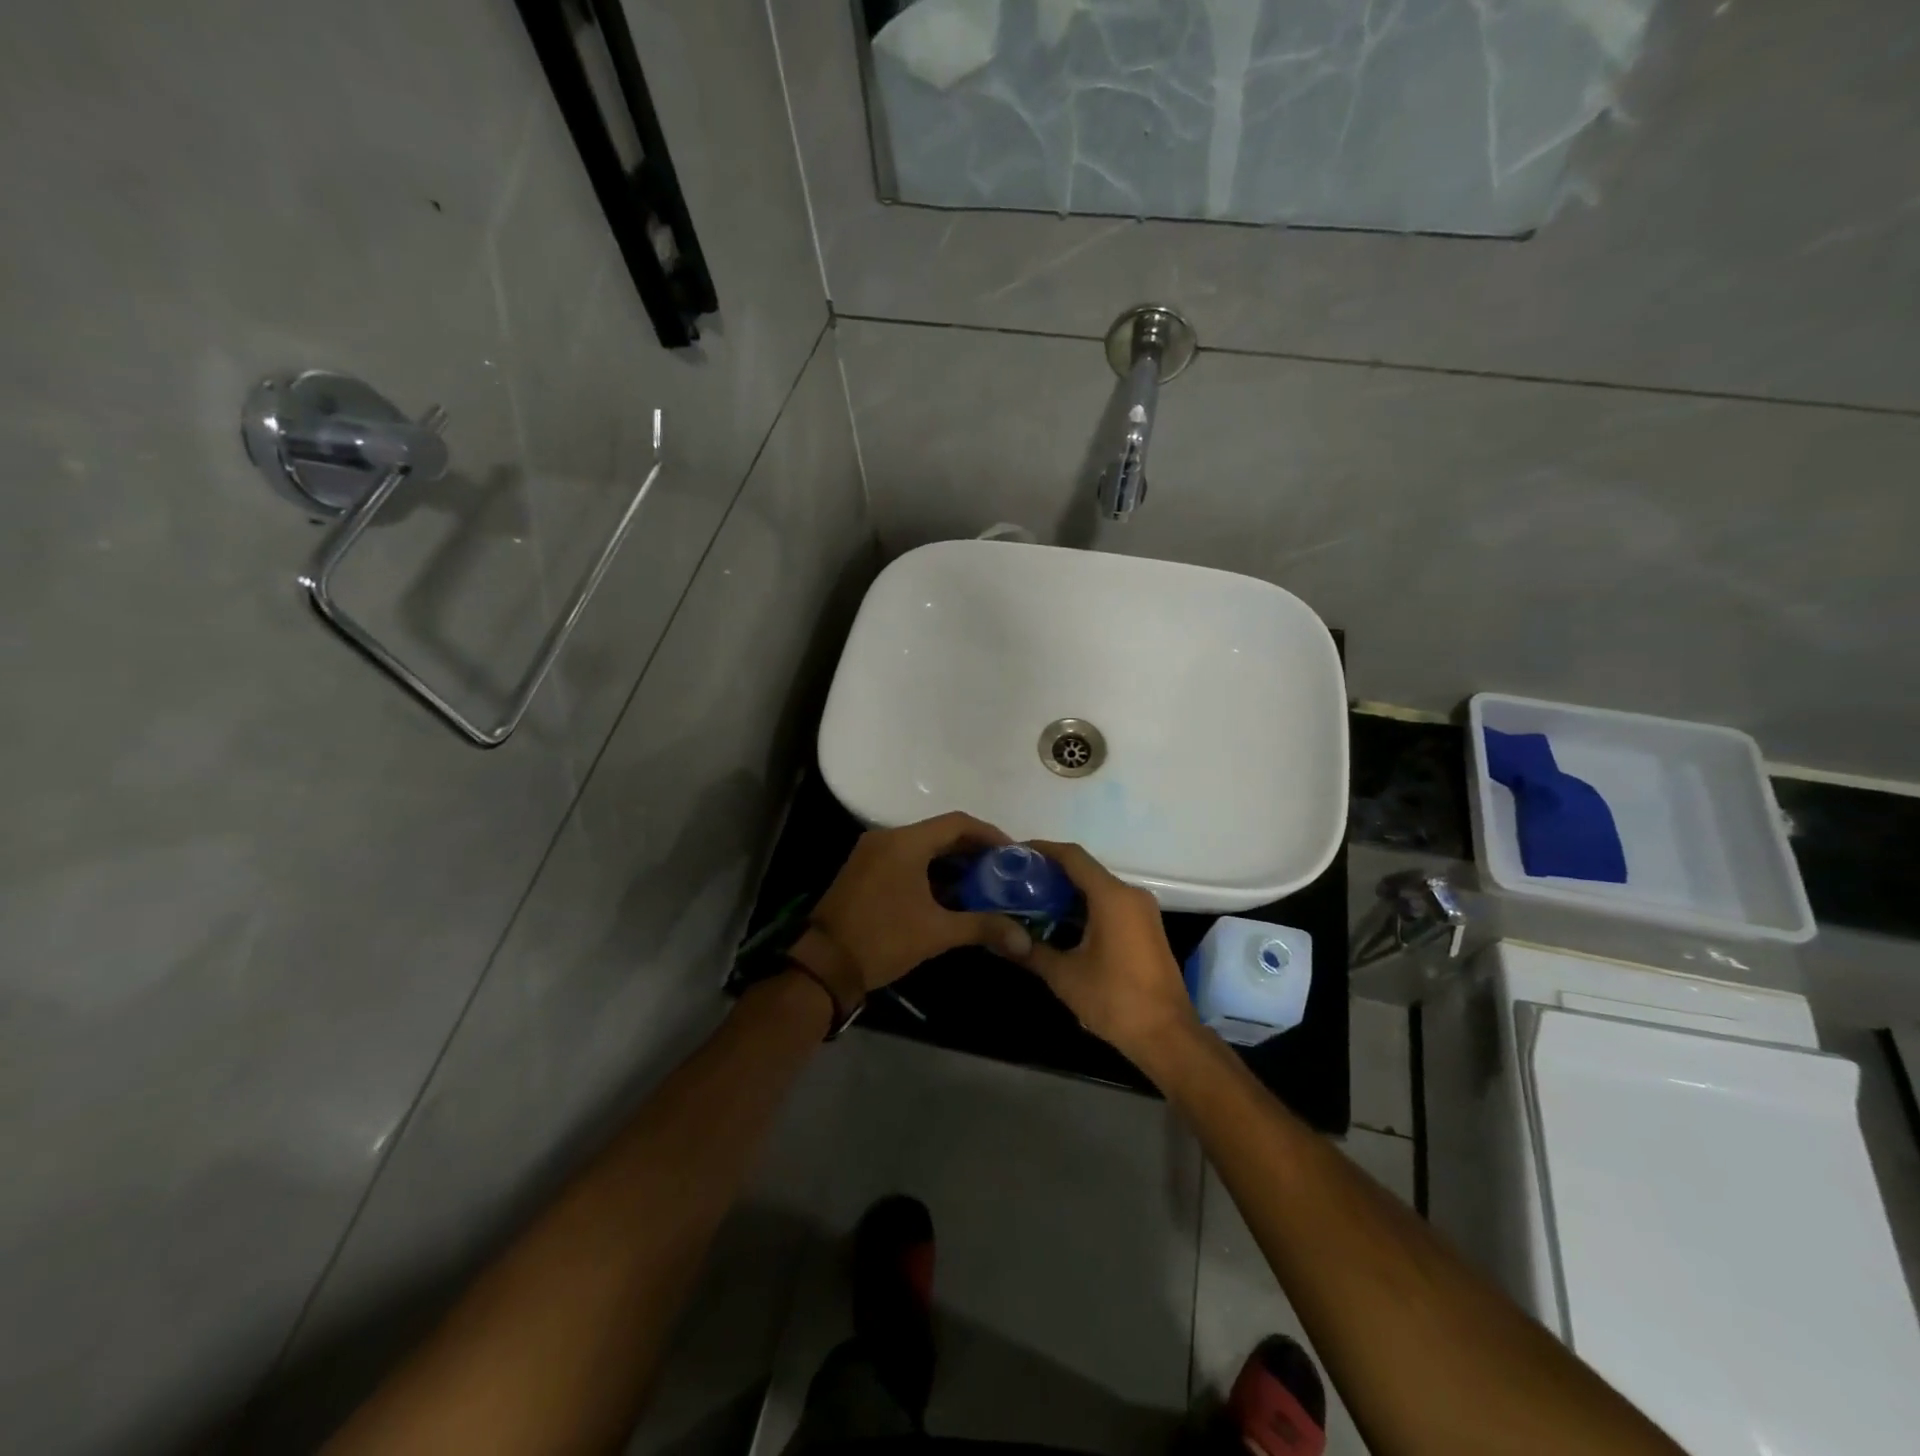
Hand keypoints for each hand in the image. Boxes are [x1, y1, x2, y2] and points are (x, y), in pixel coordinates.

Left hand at [808, 812, 1033, 993]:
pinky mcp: (864, 870)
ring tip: (983, 881)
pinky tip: (951, 893)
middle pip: (940, 832)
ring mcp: (872, 853)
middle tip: (1002, 869)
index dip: (989, 834)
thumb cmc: (883, 940)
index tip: (1013, 852)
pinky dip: (930, 870)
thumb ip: (983, 927)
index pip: (957, 823)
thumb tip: (1024, 939)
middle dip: (972, 849)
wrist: (825, 965)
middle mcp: (887, 839)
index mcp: (905, 842)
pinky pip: (905, 859)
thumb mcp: (937, 933)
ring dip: (951, 861)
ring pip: (922, 847)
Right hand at [1003, 841, 1200, 1065]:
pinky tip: (1059, 923)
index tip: (1016, 854)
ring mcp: (1142, 911)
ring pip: (1098, 889)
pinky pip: (1110, 904)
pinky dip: (1084, 907)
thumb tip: (999, 939)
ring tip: (1031, 902)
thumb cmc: (1115, 999)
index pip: (1072, 857)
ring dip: (1067, 893)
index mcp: (1112, 897)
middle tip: (1017, 882)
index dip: (1042, 850)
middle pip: (1085, 870)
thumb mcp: (1064, 975)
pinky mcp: (1146, 928)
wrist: (1167, 1036)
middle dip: (1050, 874)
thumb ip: (1030, 950)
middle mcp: (1130, 895)